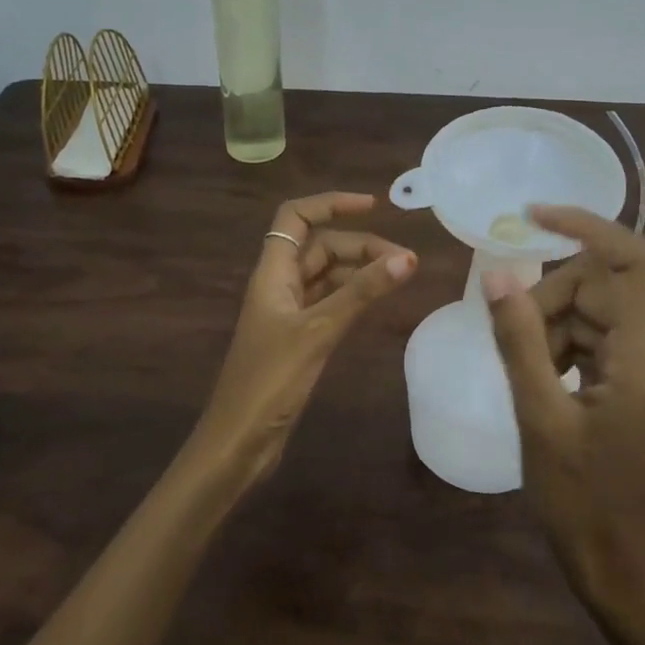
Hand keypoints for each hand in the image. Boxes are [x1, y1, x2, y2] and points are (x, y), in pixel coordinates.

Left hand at [193, 191, 416, 485]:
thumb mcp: (318, 331)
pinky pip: (328, 303)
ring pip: (326, 276)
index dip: (331, 204)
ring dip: (359, 271)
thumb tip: (406, 258)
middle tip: (404, 261)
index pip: (296, 218)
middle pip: (319, 247)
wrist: (238, 440)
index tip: (373, 206)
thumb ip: (361, 293)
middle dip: (360, 245)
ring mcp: (287, 313)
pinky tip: (376, 303)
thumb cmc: (270, 381)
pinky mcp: (297, 339)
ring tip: (400, 277)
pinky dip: (352, 297)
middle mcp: (278, 286)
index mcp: (272, 273)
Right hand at [484, 205, 644, 595]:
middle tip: (510, 335)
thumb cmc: (576, 494)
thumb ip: (518, 339)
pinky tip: (540, 377)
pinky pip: (598, 336)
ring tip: (525, 370)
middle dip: (552, 297)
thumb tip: (497, 274)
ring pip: (596, 309)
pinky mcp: (639, 378)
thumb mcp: (538, 414)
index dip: (589, 226)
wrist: (614, 556)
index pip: (635, 260)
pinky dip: (563, 343)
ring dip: (553, 325)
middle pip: (604, 284)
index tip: (534, 215)